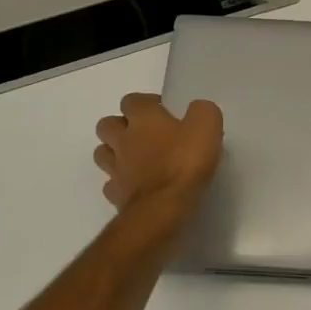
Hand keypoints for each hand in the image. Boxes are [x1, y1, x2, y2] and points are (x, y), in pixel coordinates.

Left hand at [93, 94, 223, 220]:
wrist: (163, 209)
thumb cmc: (184, 163)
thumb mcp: (207, 127)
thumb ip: (202, 111)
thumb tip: (196, 110)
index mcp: (142, 118)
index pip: (132, 100)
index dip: (146, 103)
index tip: (165, 112)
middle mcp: (122, 139)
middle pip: (107, 124)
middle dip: (122, 126)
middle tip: (146, 134)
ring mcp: (115, 168)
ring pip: (103, 153)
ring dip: (115, 152)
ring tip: (138, 159)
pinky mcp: (115, 195)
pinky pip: (112, 184)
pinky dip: (121, 183)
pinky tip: (138, 186)